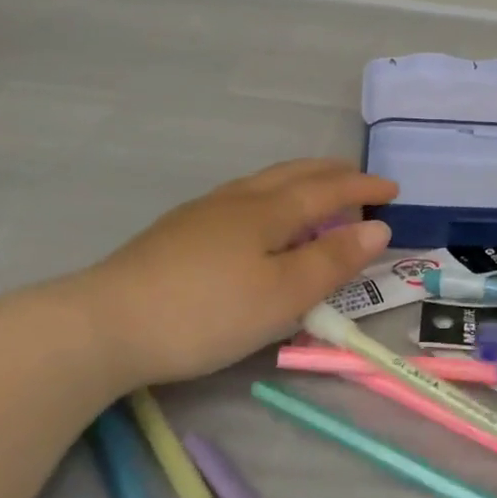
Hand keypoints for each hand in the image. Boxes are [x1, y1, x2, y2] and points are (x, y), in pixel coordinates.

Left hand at [61, 159, 395, 391]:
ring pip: (263, 182)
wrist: (103, 325)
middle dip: (331, 173)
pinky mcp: (176, 231)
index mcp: (268, 211)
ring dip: (298, 180)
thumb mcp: (283, 294)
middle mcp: (238, 199)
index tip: (393, 188)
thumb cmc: (207, 312)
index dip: (363, 187)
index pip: (328, 190)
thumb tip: (378, 227)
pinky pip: (241, 197)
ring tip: (313, 190)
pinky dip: (270, 195)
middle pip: (293, 174)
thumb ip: (333, 260)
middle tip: (357, 176)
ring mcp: (202, 212)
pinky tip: (256, 216)